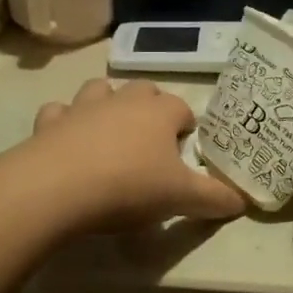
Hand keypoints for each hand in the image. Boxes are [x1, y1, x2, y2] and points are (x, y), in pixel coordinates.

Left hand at [21, 78, 246, 231]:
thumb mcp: (181, 198)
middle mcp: (123, 100)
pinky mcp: (50, 122)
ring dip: (108, 105)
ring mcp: (83, 107)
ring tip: (110, 134)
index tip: (185, 153)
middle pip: (144, 90)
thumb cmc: (129, 187)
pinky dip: (65, 122)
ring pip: (101, 90)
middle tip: (151, 143)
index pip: (182, 109)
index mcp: (159, 113)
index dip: (187, 129)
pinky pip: (59, 112)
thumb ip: (214, 198)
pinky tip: (67, 142)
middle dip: (151, 109)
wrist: (58, 189)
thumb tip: (242, 202)